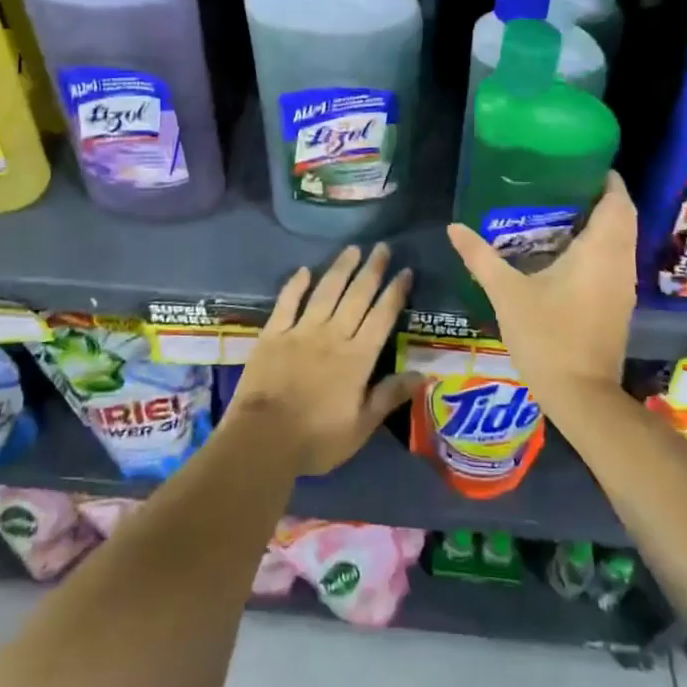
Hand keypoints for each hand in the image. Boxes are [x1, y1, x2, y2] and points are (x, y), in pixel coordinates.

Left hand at [227, 243, 417, 476]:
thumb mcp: (361, 425)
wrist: (263, 438)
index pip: (382, 317)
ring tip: (353, 249)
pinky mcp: (273, 334)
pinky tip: (304, 270)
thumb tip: (423, 374)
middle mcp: (333, 335)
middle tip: (382, 247)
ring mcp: (301, 331)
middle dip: (372, 270)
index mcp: (358, 357)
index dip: (395, 292)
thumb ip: (390, 395)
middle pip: (357, 296)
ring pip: (326, 291)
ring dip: (341, 268)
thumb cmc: (317, 438)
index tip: (406, 271)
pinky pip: (287, 302)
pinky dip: (296, 285)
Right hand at [446, 173, 637, 405]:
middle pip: (623, 218)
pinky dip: (599, 247)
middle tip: (563, 185)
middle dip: (601, 198)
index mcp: (600, 251)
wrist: (580, 395)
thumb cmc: (547, 336)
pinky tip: (565, 252)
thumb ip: (481, 257)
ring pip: (621, 241)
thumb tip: (454, 227)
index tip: (582, 164)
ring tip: (561, 211)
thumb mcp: (507, 293)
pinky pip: (615, 261)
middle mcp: (620, 263)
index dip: (607, 180)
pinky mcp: (618, 305)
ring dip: (601, 223)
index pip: (618, 202)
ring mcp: (623, 286)